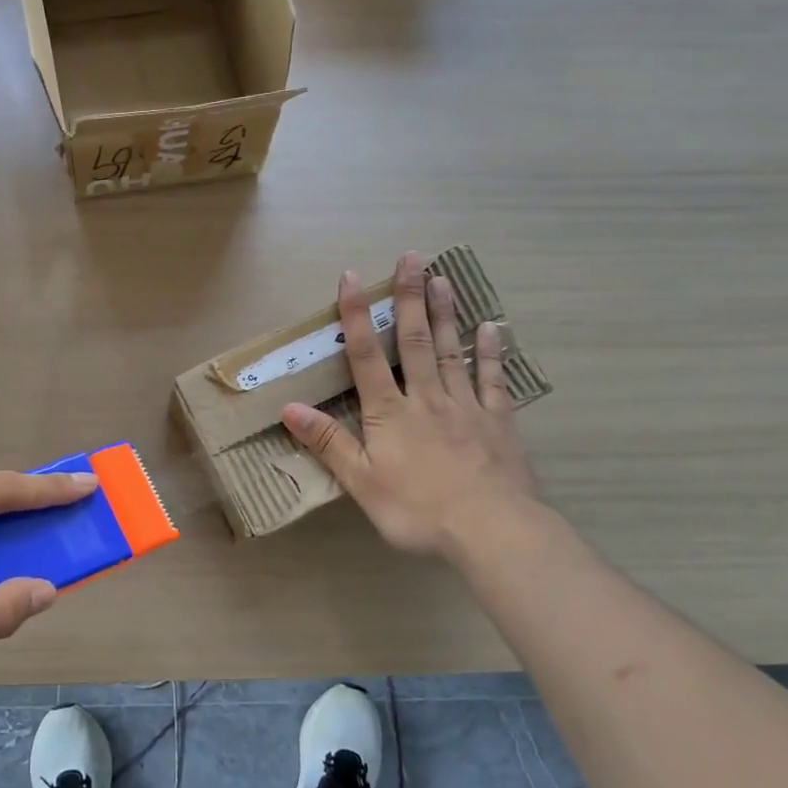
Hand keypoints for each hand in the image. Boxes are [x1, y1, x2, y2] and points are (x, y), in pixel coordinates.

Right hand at [282, 253, 539, 557]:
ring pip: (451, 351)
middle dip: (409, 298)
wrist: (491, 530)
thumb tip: (289, 407)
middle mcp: (426, 398)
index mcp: (389, 413)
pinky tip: (491, 327)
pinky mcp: (498, 421)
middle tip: (412, 257)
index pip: (365, 356)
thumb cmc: (417, 509)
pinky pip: (492, 379)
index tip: (352, 277)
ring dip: (444, 313)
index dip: (356, 316)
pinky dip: (490, 351)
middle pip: (413, 341)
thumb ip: (328, 442)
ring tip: (443, 277)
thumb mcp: (361, 482)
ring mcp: (466, 406)